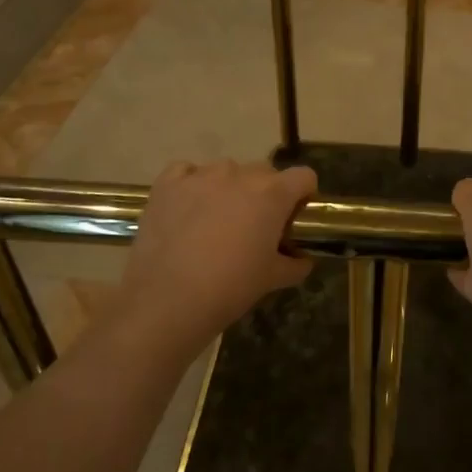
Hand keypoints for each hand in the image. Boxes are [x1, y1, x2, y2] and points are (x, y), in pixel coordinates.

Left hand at [113, 159, 315, 345]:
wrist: (167, 301)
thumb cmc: (230, 288)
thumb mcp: (272, 279)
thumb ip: (296, 264)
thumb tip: (304, 260)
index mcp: (273, 194)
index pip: (304, 176)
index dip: (303, 194)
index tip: (293, 216)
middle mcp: (240, 175)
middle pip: (264, 172)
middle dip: (265, 193)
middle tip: (255, 225)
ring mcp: (201, 176)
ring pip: (226, 170)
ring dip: (229, 187)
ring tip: (217, 219)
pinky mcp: (167, 184)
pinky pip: (187, 171)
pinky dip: (192, 183)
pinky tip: (188, 207)